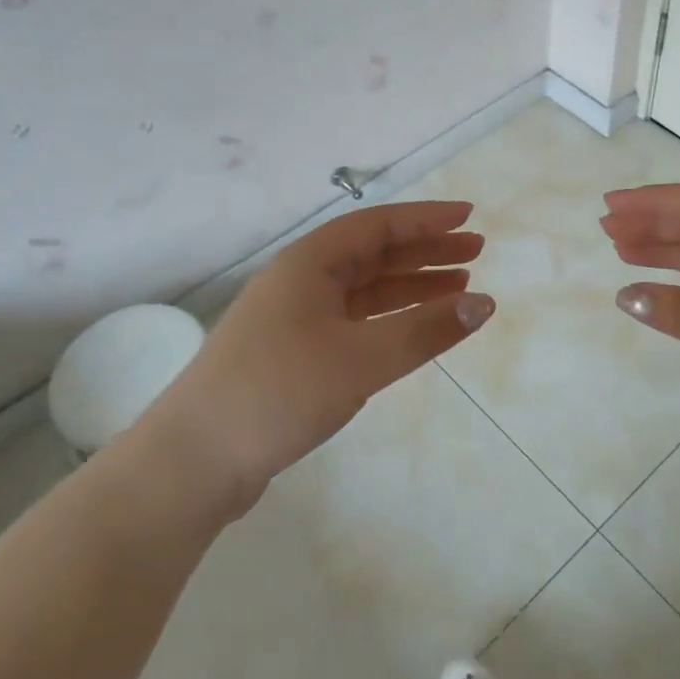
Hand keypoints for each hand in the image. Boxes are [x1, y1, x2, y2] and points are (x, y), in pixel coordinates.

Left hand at [150, 201, 493, 511]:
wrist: (194, 461)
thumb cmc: (278, 392)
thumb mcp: (359, 359)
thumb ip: (424, 330)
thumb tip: (484, 304)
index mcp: (309, 263)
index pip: (378, 225)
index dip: (426, 219)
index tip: (469, 217)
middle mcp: (302, 281)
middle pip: (373, 254)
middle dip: (425, 251)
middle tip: (475, 252)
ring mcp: (295, 318)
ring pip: (365, 289)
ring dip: (411, 286)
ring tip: (459, 287)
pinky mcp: (295, 353)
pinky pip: (354, 321)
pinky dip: (389, 320)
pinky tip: (414, 327)